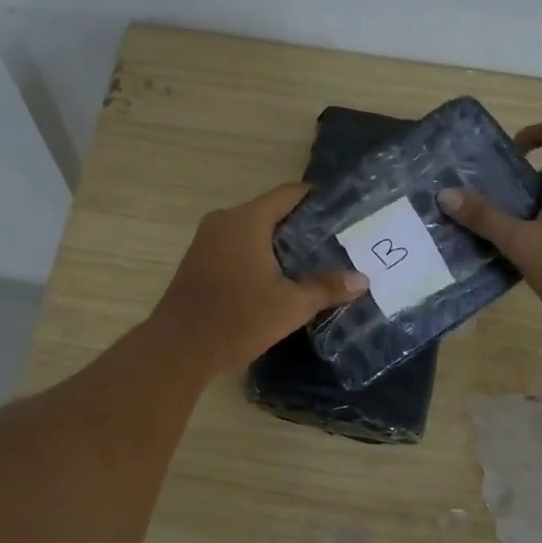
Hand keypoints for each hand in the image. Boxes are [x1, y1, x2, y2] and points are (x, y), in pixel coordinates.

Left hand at [150, 182, 368, 374]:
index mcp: (246, 220)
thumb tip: (362, 280)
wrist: (178, 348)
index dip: (316, 198)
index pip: (288, 194)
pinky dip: (258, 255)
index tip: (342, 211)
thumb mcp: (290, 305)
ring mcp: (206, 240)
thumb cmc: (237, 319)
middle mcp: (224, 221)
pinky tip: (277, 278)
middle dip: (302, 225)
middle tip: (334, 241)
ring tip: (312, 261)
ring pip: (252, 231)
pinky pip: (236, 246)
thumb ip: (326, 288)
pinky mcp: (198, 261)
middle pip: (270, 211)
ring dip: (279, 244)